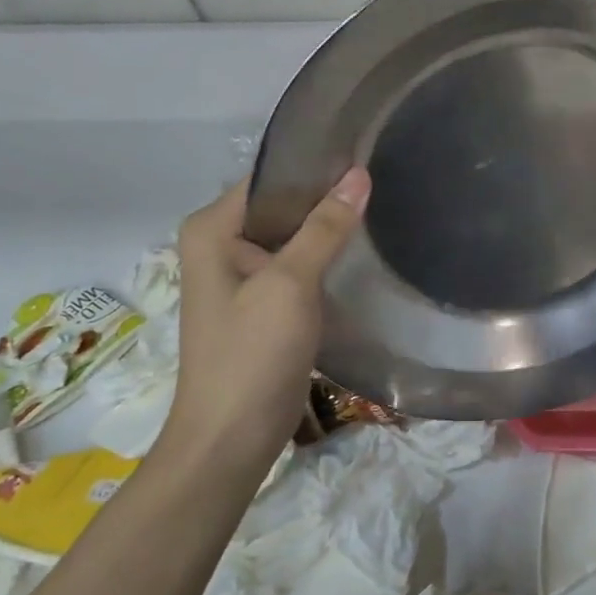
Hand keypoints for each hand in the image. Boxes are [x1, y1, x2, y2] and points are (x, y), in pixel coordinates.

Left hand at [163, 169, 370, 456]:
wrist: (232, 439)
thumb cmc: (251, 354)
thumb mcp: (290, 284)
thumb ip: (324, 228)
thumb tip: (358, 174)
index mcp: (212, 229)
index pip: (269, 178)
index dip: (314, 166)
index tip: (364, 155)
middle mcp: (222, 244)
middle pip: (282, 205)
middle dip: (327, 196)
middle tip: (383, 180)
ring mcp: (243, 275)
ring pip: (293, 236)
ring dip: (329, 228)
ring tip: (382, 207)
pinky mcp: (264, 303)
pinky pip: (297, 264)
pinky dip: (325, 257)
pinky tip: (362, 250)